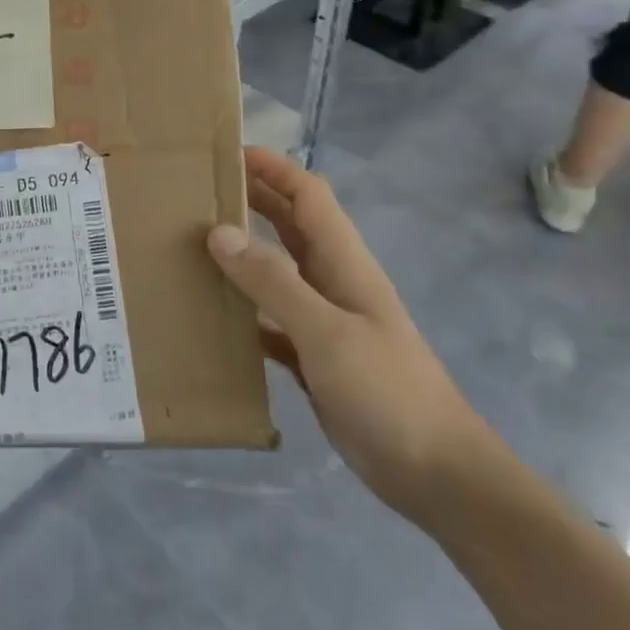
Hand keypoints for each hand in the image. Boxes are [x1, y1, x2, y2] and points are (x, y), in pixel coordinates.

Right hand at [206, 148, 487, 524]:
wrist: (438, 476)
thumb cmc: (388, 391)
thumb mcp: (327, 331)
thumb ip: (274, 281)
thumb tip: (219, 232)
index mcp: (343, 262)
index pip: (307, 195)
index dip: (272, 168)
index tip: (226, 153)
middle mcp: (332, 281)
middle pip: (289, 225)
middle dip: (250, 200)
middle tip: (195, 193)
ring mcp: (324, 321)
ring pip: (277, 271)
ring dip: (242, 254)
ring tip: (191, 246)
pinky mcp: (315, 358)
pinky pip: (271, 319)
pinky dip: (244, 309)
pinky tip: (211, 314)